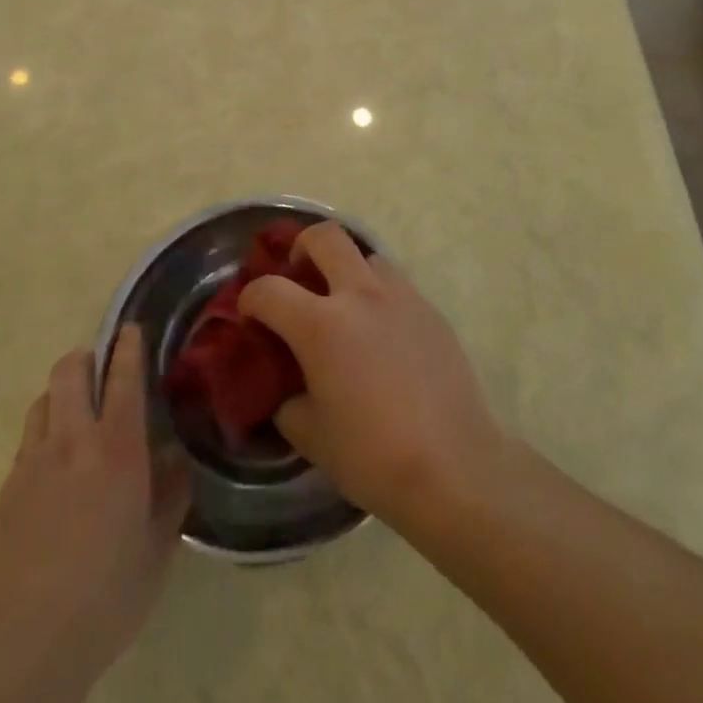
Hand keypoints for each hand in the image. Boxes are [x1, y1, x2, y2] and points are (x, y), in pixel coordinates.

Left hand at [0, 326, 190, 702]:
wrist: (24, 649)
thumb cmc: (106, 596)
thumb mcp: (158, 548)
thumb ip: (171, 494)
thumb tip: (174, 459)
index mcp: (117, 448)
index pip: (123, 376)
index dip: (128, 346)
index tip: (131, 329)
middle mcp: (72, 441)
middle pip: (70, 371)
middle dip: (85, 358)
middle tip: (100, 371)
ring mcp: (31, 464)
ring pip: (42, 401)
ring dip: (60, 396)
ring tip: (74, 417)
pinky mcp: (4, 492)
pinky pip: (26, 444)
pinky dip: (42, 438)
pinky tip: (53, 474)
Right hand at [237, 222, 503, 530]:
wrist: (453, 466)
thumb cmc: (372, 456)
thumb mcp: (311, 436)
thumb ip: (288, 402)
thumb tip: (287, 390)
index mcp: (321, 325)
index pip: (270, 289)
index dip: (250, 298)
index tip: (249, 313)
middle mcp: (360, 296)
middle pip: (326, 237)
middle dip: (302, 246)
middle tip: (298, 274)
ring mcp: (401, 297)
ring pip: (367, 256)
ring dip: (348, 270)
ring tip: (345, 305)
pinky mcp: (430, 310)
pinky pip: (397, 286)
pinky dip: (379, 297)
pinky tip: (382, 336)